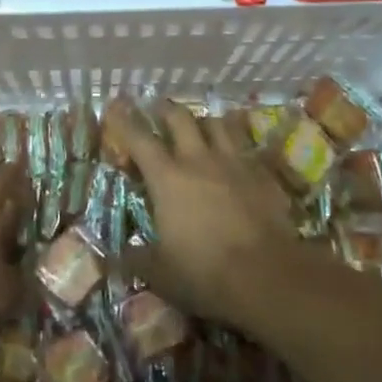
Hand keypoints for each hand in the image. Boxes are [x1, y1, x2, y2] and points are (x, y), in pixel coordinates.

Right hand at [105, 98, 296, 323]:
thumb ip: (135, 259)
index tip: (116, 106)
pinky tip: (236, 157)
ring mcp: (234, 162)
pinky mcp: (262, 173)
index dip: (124, 120)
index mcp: (167, 178)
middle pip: (179, 118)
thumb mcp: (160, 274)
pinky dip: (236, 146)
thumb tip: (113, 256)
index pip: (139, 138)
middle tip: (158, 111)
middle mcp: (198, 159)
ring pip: (217, 123)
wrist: (268, 275)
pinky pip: (246, 147)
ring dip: (204, 122)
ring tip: (200, 127)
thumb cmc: (206, 273)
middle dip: (165, 110)